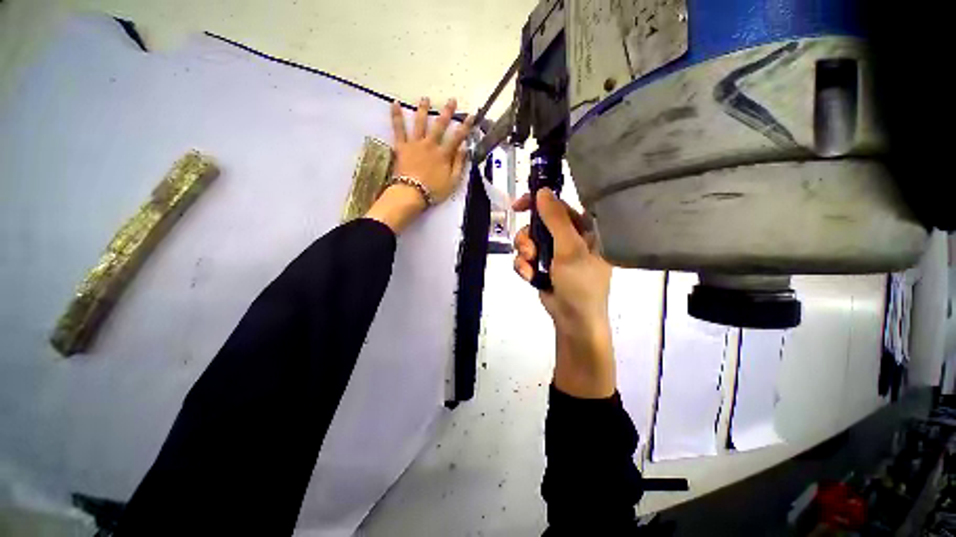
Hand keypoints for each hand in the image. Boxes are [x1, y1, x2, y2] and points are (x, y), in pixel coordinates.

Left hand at [365, 97, 473, 232]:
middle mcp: (430, 144)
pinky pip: (398, 129)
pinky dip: (396, 116)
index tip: (471, 115)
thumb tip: (465, 148)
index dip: (465, 126)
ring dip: (423, 109)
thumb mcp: (453, 182)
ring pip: (420, 123)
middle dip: (447, 112)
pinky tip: (394, 103)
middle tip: (452, 100)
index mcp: (443, 154)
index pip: (457, 137)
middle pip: (439, 125)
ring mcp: (415, 144)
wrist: (412, 194)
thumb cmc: (434, 190)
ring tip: (425, 98)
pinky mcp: (401, 146)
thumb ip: (459, 164)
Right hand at [513, 189, 615, 398]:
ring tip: (529, 265)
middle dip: (528, 236)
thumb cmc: (580, 283)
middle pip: (539, 223)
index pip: (559, 205)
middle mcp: (569, 237)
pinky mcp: (543, 266)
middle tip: (527, 248)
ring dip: (524, 252)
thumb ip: (555, 219)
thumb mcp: (570, 249)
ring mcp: (555, 253)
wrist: (573, 320)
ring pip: (529, 240)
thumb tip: (542, 190)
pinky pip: (525, 257)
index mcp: (584, 229)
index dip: (538, 203)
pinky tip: (528, 276)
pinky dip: (523, 266)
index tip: (519, 205)